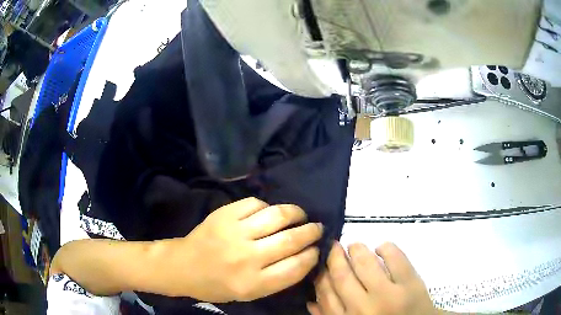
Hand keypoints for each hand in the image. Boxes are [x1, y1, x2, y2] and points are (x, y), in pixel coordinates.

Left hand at [161, 197, 322, 301]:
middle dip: (311, 231)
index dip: (312, 255)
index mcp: (253, 284)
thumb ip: (277, 279)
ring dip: (296, 213)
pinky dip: (268, 207)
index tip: (317, 249)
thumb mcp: (250, 294)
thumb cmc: (217, 285)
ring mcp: (234, 233)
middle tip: (317, 228)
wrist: (184, 266)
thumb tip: (304, 255)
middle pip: (291, 240)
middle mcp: (246, 258)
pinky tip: (270, 213)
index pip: (296, 267)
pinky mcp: (224, 215)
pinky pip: (256, 204)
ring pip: (277, 216)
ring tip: (301, 215)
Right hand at [308, 242, 436, 314]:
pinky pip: (395, 258)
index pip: (325, 295)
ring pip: (365, 264)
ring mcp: (388, 295)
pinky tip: (381, 248)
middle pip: (342, 276)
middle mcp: (363, 309)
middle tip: (334, 246)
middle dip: (334, 257)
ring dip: (357, 249)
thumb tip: (311, 301)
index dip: (321, 275)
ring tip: (354, 246)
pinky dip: (386, 248)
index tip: (320, 263)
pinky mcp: (410, 283)